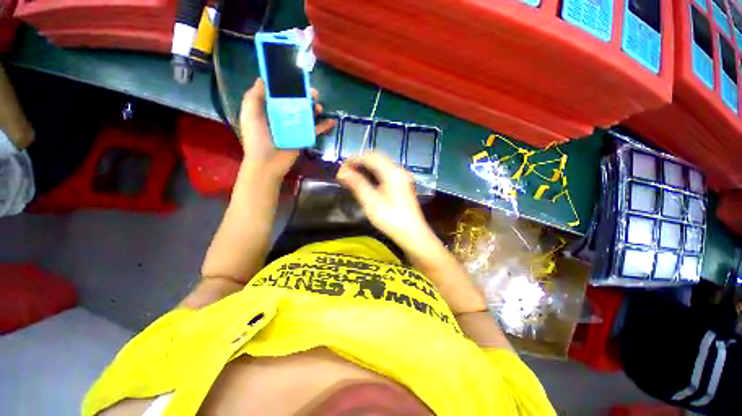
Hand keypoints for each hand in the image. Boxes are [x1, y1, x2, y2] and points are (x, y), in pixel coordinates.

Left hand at [239, 78, 334, 178]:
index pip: (281, 94)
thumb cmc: (257, 138)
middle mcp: (283, 116)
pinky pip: (315, 130)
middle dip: (305, 96)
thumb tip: (263, 79)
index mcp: (270, 109)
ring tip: (319, 107)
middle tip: (313, 93)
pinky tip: (331, 121)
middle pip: (297, 103)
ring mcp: (295, 128)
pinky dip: (323, 126)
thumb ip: (254, 97)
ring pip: (307, 115)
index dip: (289, 86)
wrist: (267, 163)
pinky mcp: (303, 138)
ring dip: (315, 109)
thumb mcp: (250, 114)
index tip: (297, 79)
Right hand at [337, 153, 433, 246]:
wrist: (413, 234)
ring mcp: (402, 177)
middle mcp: (398, 170)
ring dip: (366, 168)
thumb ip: (357, 184)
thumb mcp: (371, 202)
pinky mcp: (402, 185)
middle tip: (346, 173)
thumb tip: (342, 171)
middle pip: (376, 158)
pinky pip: (385, 173)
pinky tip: (366, 183)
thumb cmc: (391, 219)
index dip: (353, 160)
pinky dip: (374, 174)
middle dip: (359, 163)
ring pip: (381, 165)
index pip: (370, 157)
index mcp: (392, 172)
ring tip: (353, 177)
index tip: (341, 169)